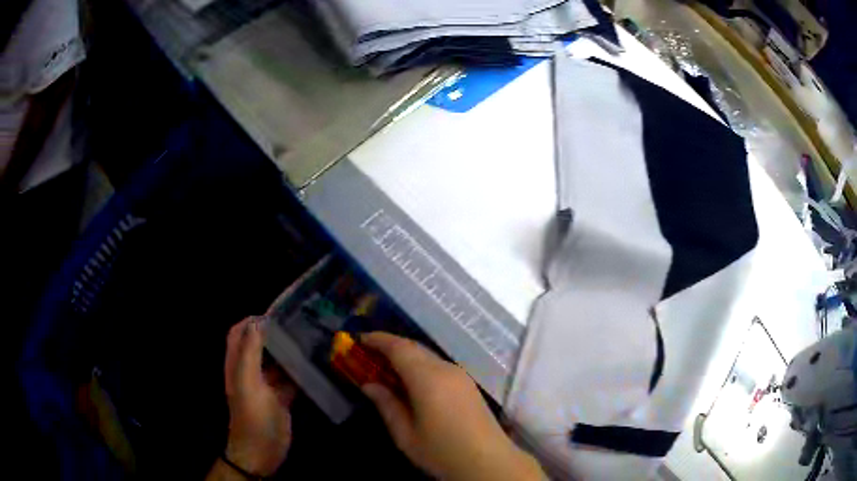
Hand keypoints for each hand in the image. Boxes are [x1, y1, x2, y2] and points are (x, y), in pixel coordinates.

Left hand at [222, 317, 295, 476]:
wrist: (262, 451)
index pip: (239, 333)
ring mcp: (267, 385)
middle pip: (260, 345)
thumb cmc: (252, 416)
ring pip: (277, 361)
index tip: (275, 313)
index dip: (251, 320)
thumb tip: (257, 322)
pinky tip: (317, 364)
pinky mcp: (282, 398)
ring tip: (311, 338)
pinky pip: (291, 379)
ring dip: (289, 351)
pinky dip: (301, 371)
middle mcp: (250, 371)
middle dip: (274, 333)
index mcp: (237, 364)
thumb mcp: (247, 383)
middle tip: (298, 323)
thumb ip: (249, 352)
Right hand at [360, 333, 543, 480]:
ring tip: (385, 370)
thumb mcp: (406, 434)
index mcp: (428, 378)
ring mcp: (460, 376)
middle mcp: (446, 369)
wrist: (489, 462)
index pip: (398, 347)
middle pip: (414, 348)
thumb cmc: (442, 451)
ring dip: (405, 357)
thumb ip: (386, 405)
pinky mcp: (468, 385)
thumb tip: (369, 385)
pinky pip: (438, 367)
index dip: (377, 340)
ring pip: (427, 356)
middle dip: (389, 347)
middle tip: (366, 356)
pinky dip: (419, 367)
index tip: (358, 339)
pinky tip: (410, 384)